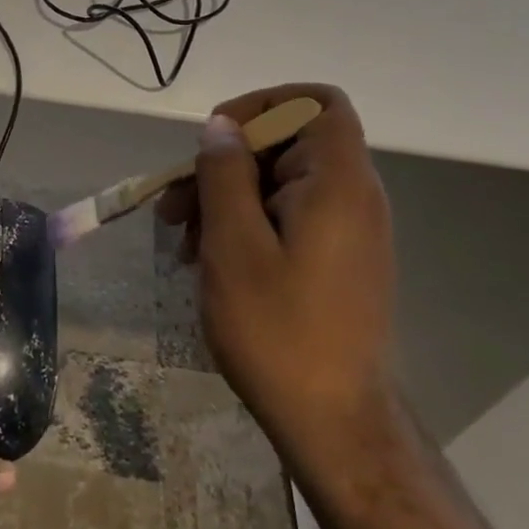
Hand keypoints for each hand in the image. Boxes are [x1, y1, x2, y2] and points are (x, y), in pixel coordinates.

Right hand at [157, 84, 395, 448]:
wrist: (336, 426)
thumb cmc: (280, 332)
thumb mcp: (234, 246)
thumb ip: (225, 174)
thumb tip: (221, 126)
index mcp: (338, 182)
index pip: (316, 102)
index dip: (264, 103)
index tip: (216, 138)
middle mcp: (353, 196)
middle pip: (287, 143)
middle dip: (225, 163)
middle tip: (175, 205)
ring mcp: (347, 230)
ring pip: (279, 182)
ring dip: (227, 198)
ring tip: (184, 240)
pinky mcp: (337, 259)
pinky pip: (287, 216)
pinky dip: (247, 224)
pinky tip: (210, 259)